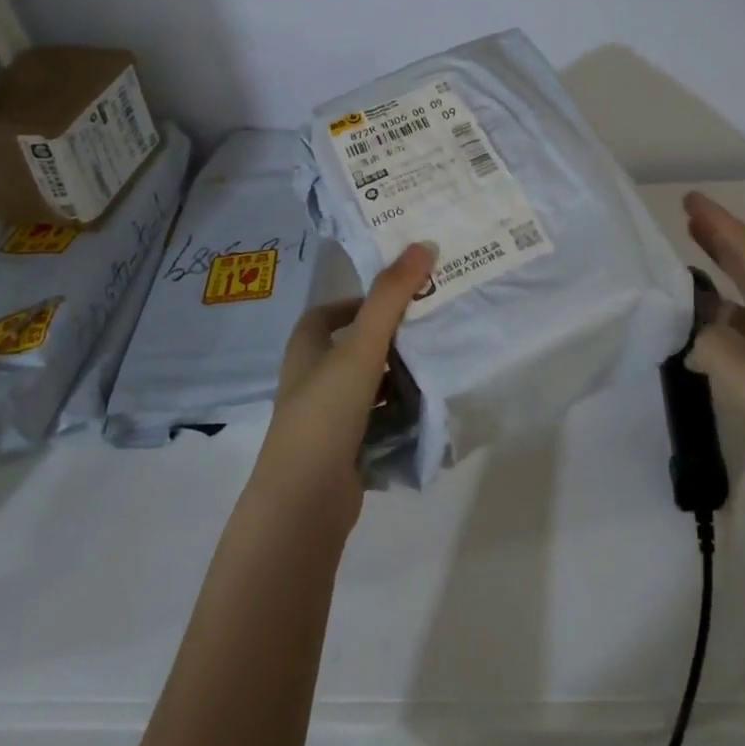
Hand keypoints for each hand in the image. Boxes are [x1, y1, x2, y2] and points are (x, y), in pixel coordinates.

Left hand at [251, 241, 436, 533]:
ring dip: (398, 378)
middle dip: (390, 339)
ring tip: (439, 365)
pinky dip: (400, 414)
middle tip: (432, 327)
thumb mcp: (362, 348)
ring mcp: (327, 419)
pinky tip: (429, 410)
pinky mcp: (344, 450)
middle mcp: (312, 381)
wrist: (305, 501)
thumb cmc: (326, 412)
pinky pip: (378, 421)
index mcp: (306, 351)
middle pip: (353, 349)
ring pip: (369, 387)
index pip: (327, 314)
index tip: (398, 299)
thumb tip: (423, 244)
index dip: (358, 302)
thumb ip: (391, 297)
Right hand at [681, 191, 744, 492]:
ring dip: (719, 274)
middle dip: (721, 239)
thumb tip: (695, 336)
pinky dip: (716, 317)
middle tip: (687, 218)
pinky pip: (741, 330)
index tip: (690, 199)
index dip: (721, 225)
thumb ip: (718, 350)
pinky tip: (696, 334)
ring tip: (685, 263)